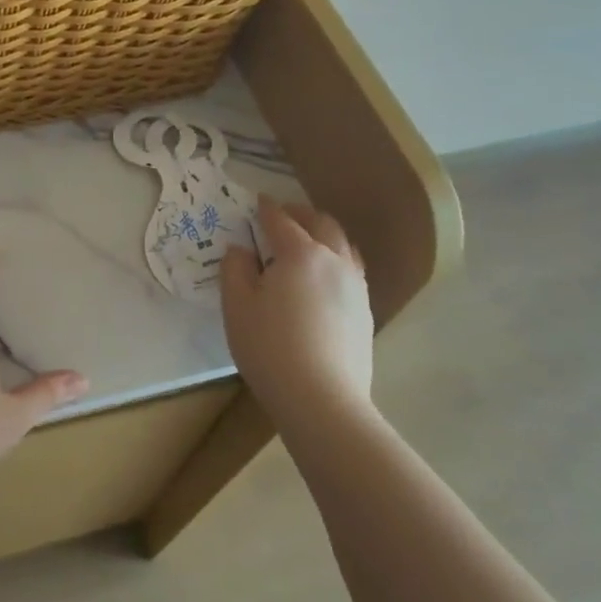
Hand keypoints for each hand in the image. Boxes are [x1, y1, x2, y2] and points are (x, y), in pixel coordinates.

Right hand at [222, 196, 375, 422]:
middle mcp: (334, 261)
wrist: (322, 400)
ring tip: (307, 242)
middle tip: (283, 215)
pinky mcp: (365, 312)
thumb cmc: (270, 347)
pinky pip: (351, 271)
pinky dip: (335, 260)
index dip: (266, 208)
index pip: (281, 220)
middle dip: (301, 214)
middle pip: (322, 224)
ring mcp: (355, 287)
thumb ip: (235, 269)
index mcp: (300, 253)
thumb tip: (241, 249)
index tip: (257, 201)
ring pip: (343, 246)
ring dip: (323, 235)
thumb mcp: (237, 306)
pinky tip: (323, 279)